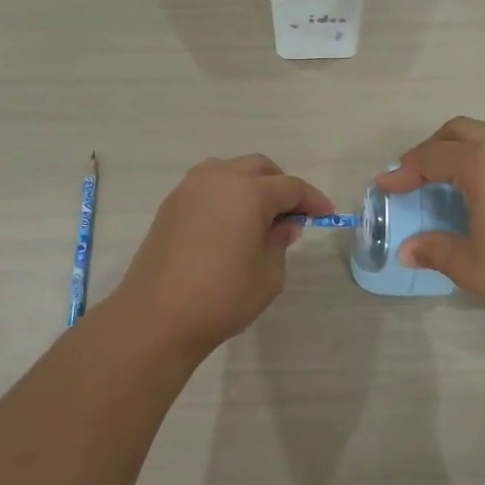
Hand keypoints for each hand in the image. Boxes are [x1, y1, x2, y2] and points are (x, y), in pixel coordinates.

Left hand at [108, 155, 334, 358]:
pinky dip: (226, 195)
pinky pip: (208, 186)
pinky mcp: (171, 205)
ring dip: (251, 185)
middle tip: (293, 215)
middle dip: (281, 186)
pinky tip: (231, 224)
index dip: (313, 200)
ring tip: (260, 217)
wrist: (158, 316)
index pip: (291, 187)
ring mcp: (190, 189)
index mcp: (249, 192)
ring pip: (230, 171)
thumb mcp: (268, 274)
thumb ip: (280, 241)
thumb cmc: (222, 297)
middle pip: (260, 169)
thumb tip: (284, 224)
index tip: (327, 215)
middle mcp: (219, 179)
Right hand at [378, 118, 484, 330]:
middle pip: (460, 130)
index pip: (432, 157)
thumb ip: (434, 251)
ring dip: (468, 145)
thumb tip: (407, 250)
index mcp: (483, 164)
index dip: (404, 171)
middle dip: (432, 149)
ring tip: (459, 175)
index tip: (386, 185)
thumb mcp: (471, 266)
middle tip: (418, 176)